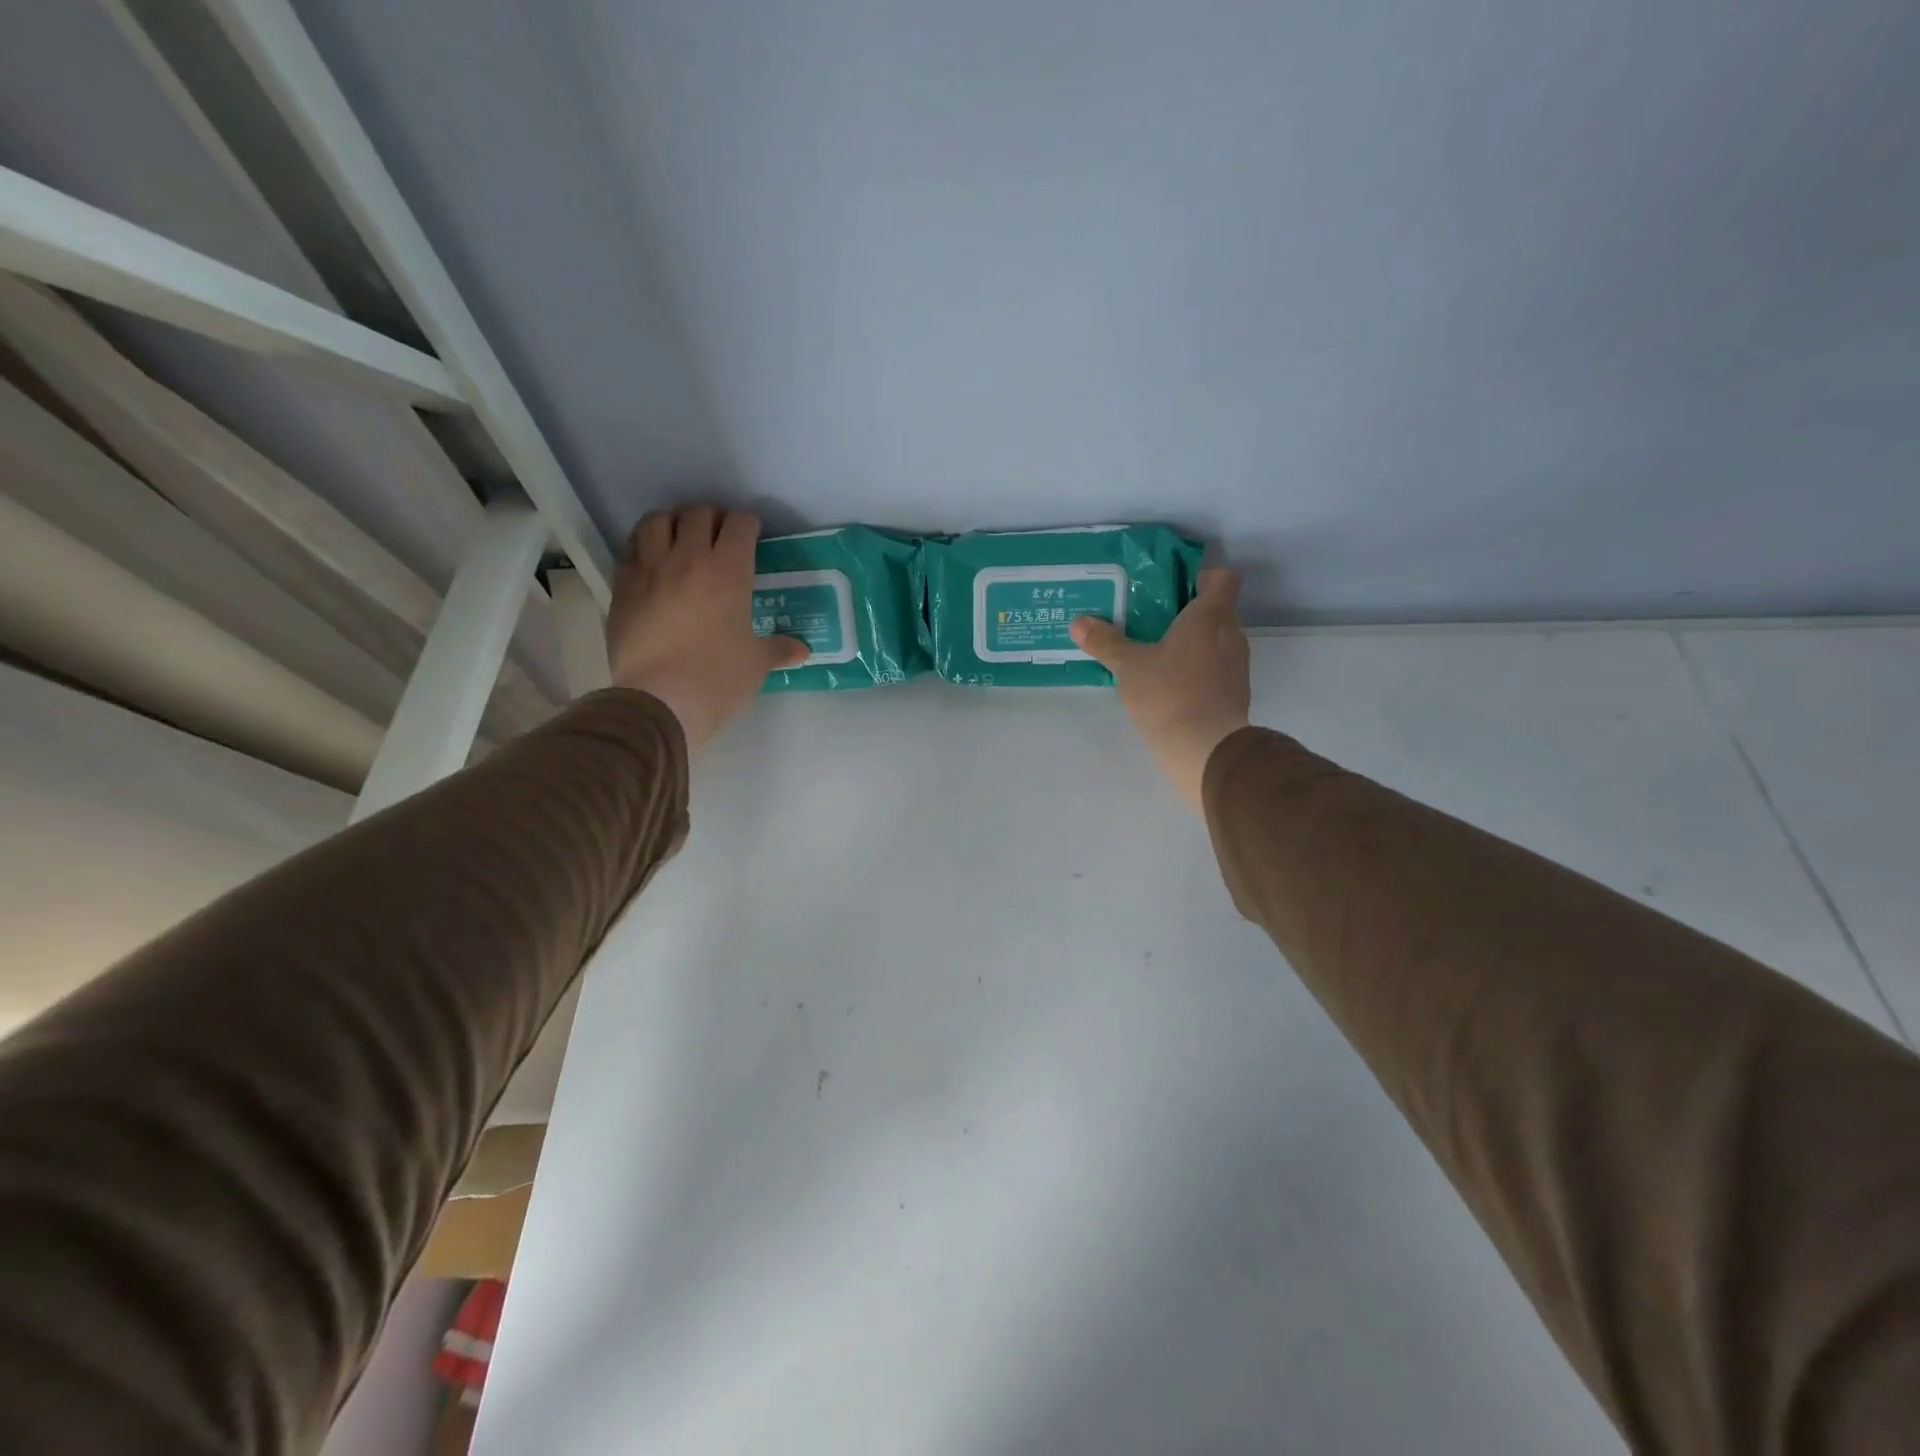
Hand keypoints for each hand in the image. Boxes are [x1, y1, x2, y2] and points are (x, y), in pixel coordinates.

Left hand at [606, 505, 807, 756]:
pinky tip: (652, 565)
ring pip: (657, 521)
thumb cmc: (718, 678)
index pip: (740, 523)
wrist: (661, 700)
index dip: (747, 525)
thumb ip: (778, 649)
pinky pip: (631, 549)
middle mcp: (688, 558)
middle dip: (711, 518)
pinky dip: (644, 547)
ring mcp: (650, 569)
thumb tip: (802, 650)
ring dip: (672, 524)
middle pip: (697, 513)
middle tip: (717, 538)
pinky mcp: (622, 586)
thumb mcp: (756, 663)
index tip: (751, 536)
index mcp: (728, 571)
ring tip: (679, 541)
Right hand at [1069, 568, 1250, 814]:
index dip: (1203, 577)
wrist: (1206, 749)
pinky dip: (1197, 672)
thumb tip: (1078, 623)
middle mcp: (1231, 635)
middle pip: (1217, 611)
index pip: (1223, 579)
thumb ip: (1105, 642)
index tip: (1176, 588)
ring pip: (1216, 643)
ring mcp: (1237, 667)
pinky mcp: (1235, 695)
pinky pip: (1216, 670)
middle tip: (1153, 623)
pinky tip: (1170, 688)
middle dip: (1188, 615)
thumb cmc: (1169, 694)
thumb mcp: (1128, 666)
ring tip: (1157, 657)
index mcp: (1210, 617)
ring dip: (1192, 646)